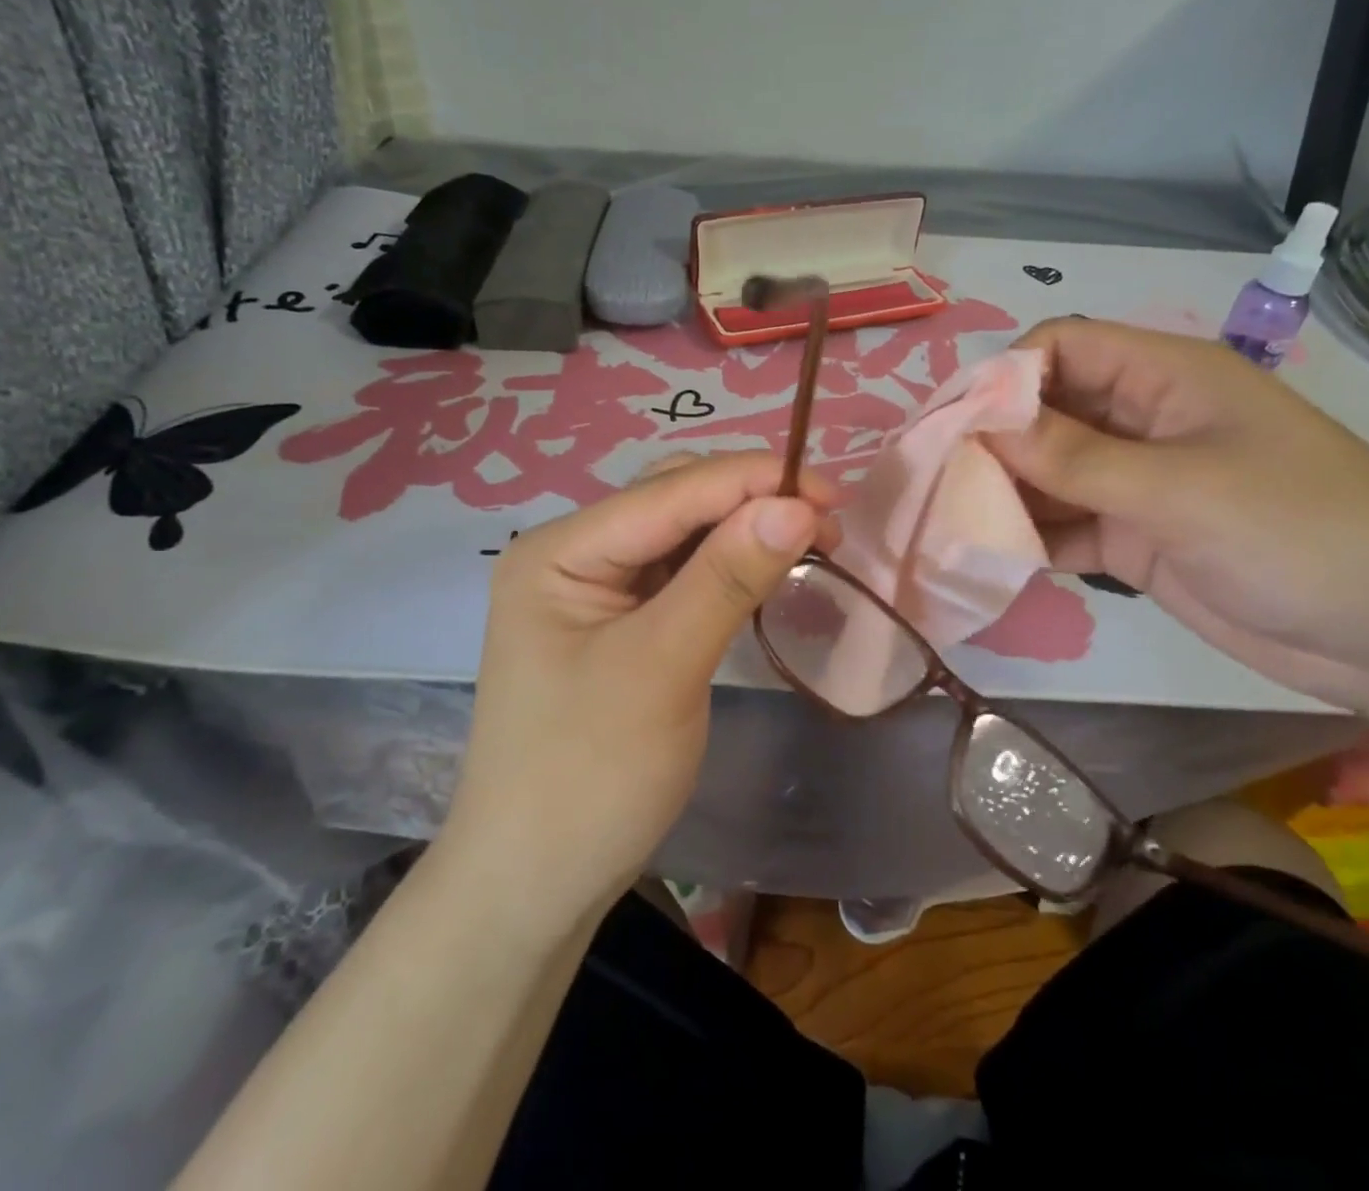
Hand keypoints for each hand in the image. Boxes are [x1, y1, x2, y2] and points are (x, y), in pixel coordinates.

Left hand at [441, 453, 835, 918]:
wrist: (534, 888)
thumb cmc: (589, 779)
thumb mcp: (663, 669)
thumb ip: (727, 578)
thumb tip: (797, 505)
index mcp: (559, 551)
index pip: (669, 492)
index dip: (753, 481)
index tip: (833, 495)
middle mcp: (573, 554)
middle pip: (674, 501)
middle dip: (751, 501)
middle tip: (828, 525)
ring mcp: (595, 590)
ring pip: (683, 535)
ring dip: (746, 531)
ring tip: (812, 542)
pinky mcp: (620, 623)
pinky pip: (683, 574)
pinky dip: (730, 567)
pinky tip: (767, 570)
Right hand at [987, 319, 1368, 709]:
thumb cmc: (1301, 531)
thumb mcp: (1181, 488)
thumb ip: (1076, 459)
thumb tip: (982, 426)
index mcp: (1163, 377)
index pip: (1061, 348)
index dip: (1003, 377)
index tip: (953, 426)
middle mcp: (1142, 421)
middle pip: (1045, 412)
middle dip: (992, 441)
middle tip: (935, 481)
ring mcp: (1137, 484)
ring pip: (1049, 474)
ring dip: (1004, 493)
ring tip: (948, 521)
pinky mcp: (1135, 540)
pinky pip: (1065, 527)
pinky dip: (1030, 537)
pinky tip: (989, 556)